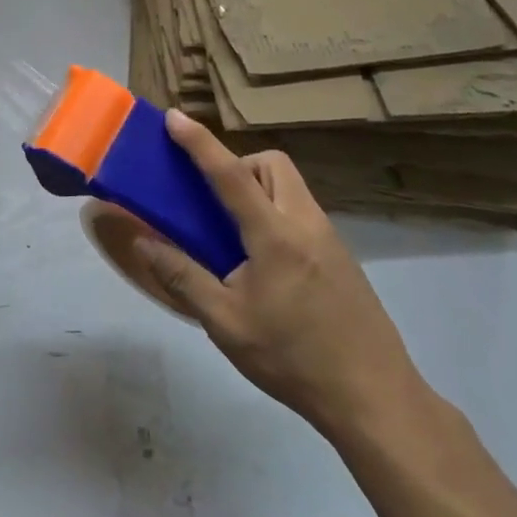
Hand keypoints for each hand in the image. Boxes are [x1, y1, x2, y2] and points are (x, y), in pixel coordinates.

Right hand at [133, 112, 429, 443]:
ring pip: (291, 187)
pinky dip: (276, 214)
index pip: (230, 174)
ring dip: (259, 189)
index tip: (174, 117)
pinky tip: (265, 264)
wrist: (374, 399)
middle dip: (240, 164)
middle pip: (273, 165)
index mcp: (275, 235)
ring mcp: (330, 240)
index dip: (199, 142)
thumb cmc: (292, 358)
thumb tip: (142, 241)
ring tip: (235, 235)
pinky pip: (302, 213)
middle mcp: (306, 224)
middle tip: (214, 200)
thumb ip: (182, 276)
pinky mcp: (342, 259)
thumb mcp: (225, 323)